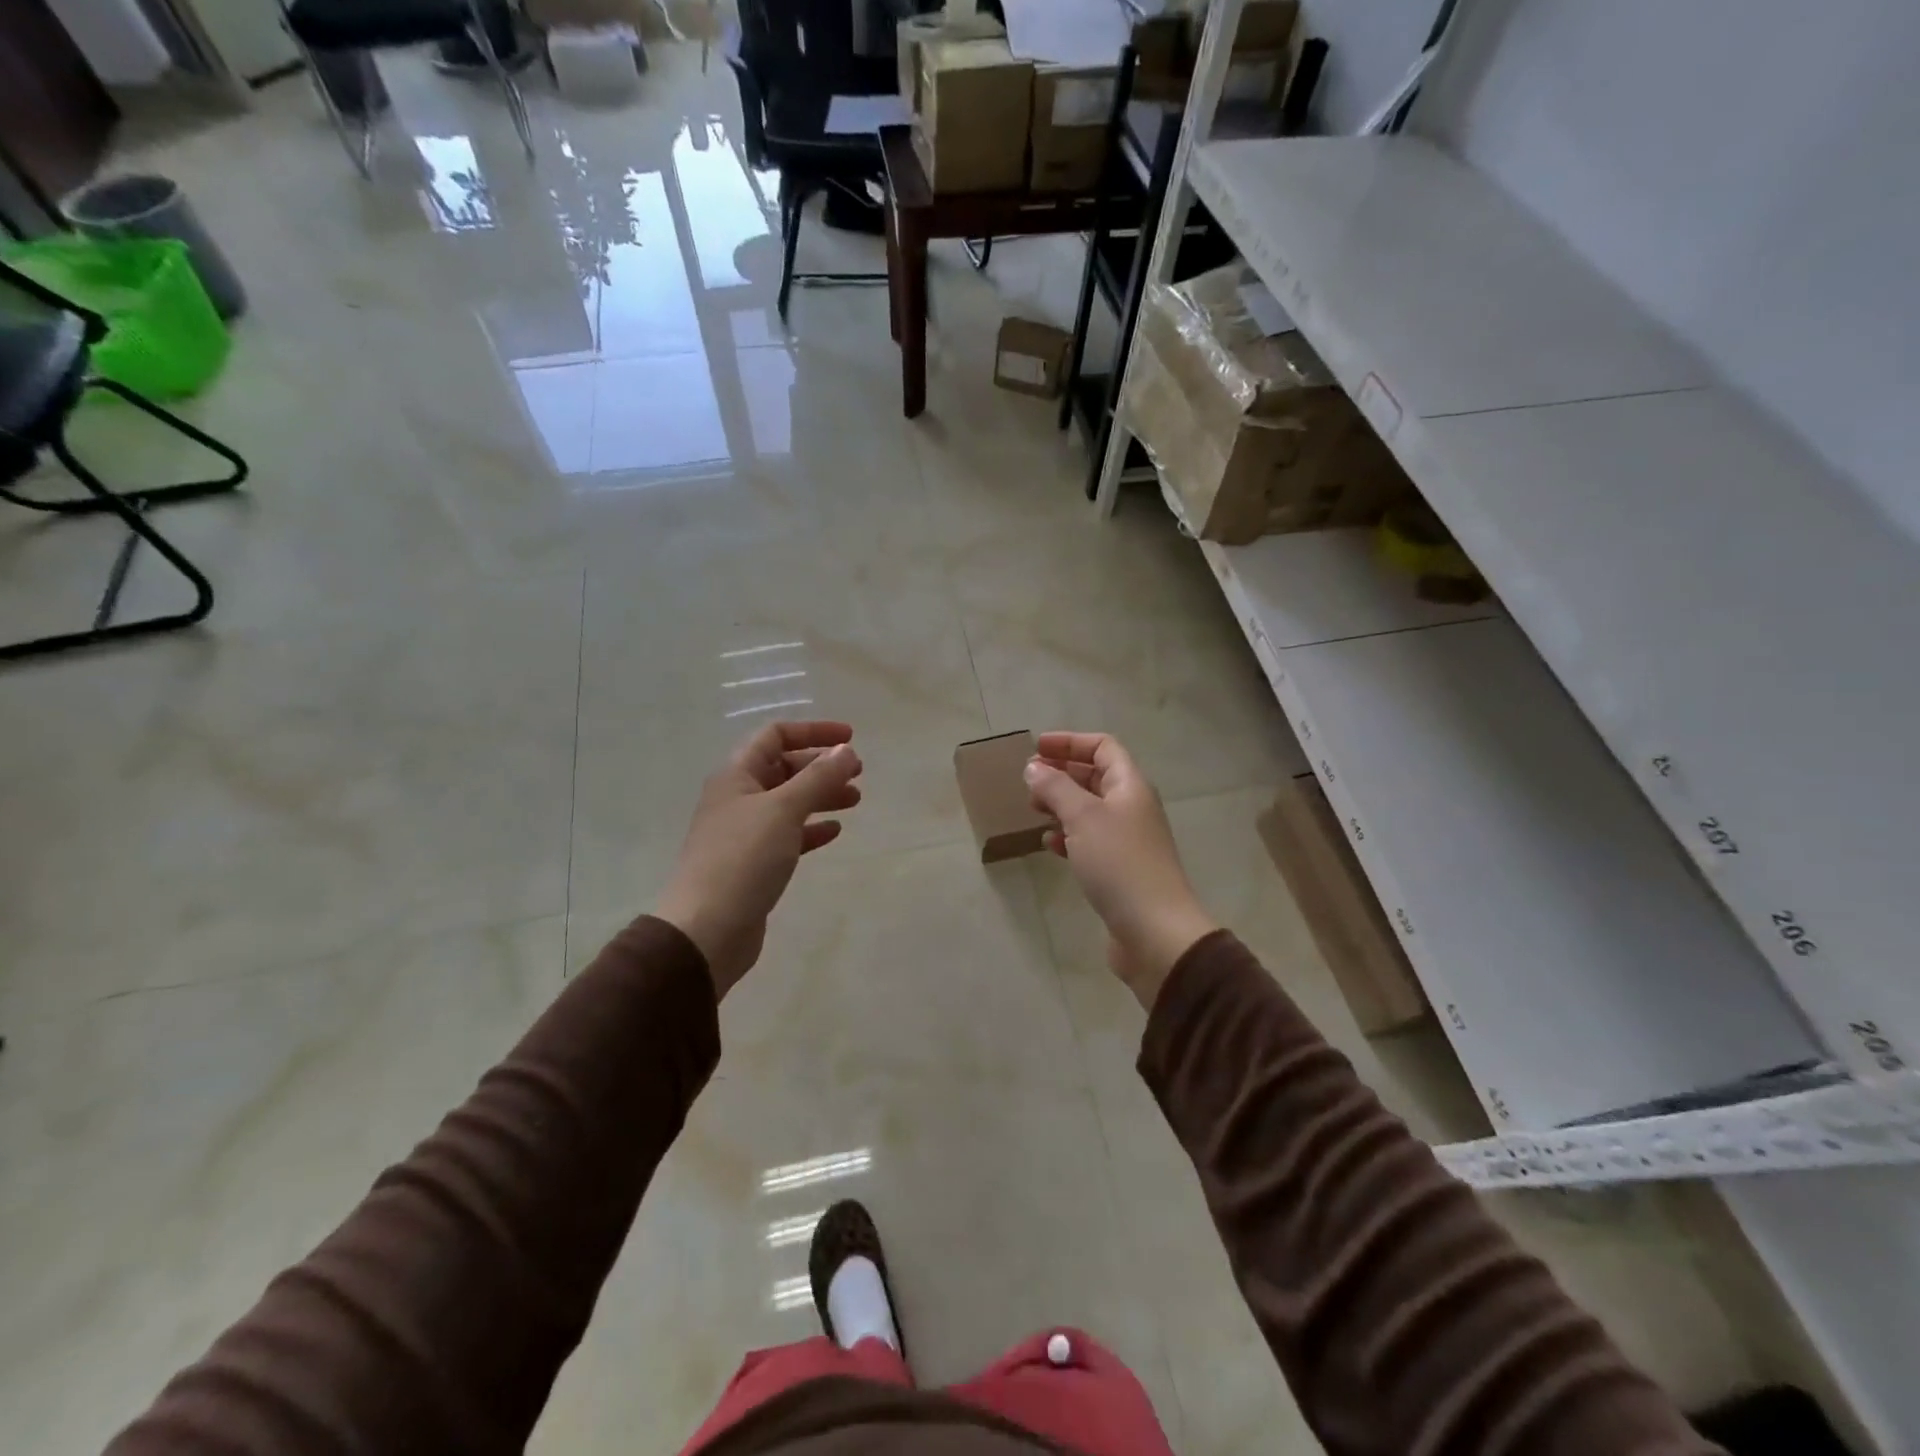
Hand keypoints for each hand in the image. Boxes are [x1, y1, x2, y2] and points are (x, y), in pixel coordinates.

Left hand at [655, 720, 863, 998]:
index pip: (775, 735)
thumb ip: (818, 778)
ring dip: (821, 796)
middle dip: (821, 767)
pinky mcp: (753, 863)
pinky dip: (811, 829)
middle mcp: (738, 798)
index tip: (850, 738)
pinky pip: (787, 835)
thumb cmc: (743, 859)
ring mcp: (744, 832)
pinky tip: (834, 831)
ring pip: (788, 802)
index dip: (813, 731)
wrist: (706, 930)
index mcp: (736, 775)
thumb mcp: (783, 810)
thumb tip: (846, 751)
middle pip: (783, 768)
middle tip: (858, 774)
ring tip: (855, 800)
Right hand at [1024, 731, 1218, 1009]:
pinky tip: (1049, 845)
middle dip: (1061, 773)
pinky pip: (1090, 840)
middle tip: (1029, 781)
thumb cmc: (1119, 864)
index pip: (1102, 747)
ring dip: (1061, 805)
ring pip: (1090, 809)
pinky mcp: (1119, 869)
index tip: (1036, 748)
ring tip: (1034, 810)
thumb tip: (1034, 768)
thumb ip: (1055, 788)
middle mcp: (1132, 807)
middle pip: (1095, 776)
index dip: (1070, 742)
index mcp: (1130, 786)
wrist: (1155, 931)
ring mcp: (1127, 839)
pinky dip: (1068, 836)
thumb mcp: (1082, 818)